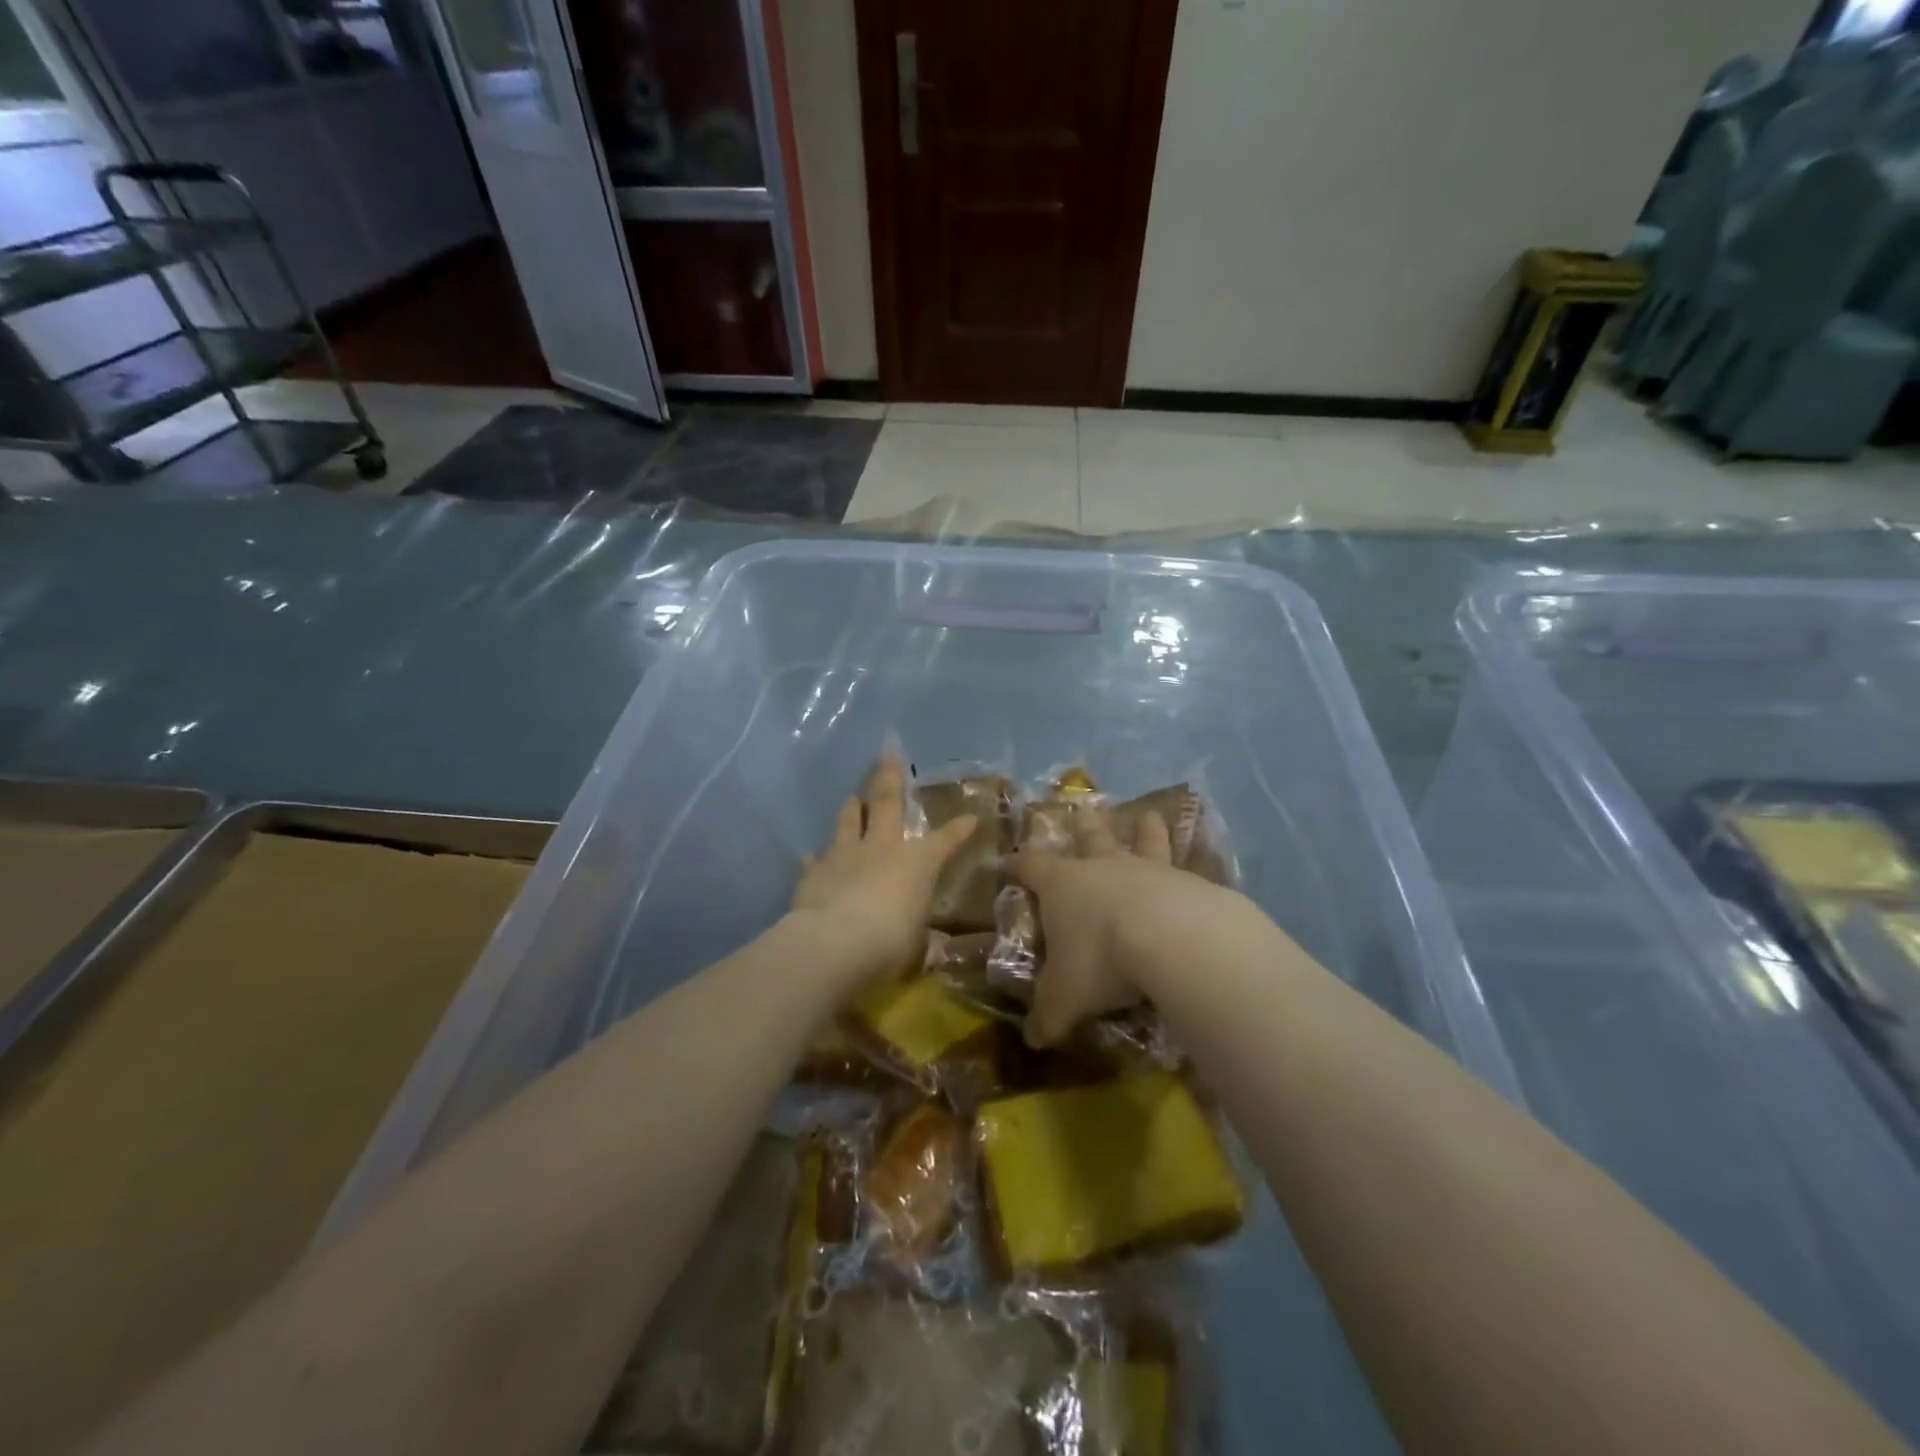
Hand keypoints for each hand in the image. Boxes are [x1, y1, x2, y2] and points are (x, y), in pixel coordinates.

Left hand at [792, 756, 975, 987]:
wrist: (834, 943)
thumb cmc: (889, 942)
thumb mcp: (915, 945)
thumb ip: (922, 939)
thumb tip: (932, 947)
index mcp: (917, 863)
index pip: (944, 841)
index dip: (958, 830)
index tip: (970, 817)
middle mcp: (882, 848)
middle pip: (886, 804)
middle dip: (890, 778)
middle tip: (888, 755)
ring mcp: (846, 855)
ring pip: (848, 821)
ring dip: (851, 808)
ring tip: (852, 796)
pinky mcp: (815, 871)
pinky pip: (816, 859)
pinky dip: (816, 857)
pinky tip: (810, 854)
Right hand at [1008, 803, 1226, 1046]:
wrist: (1172, 937)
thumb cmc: (1101, 958)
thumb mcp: (1064, 996)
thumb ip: (1048, 1015)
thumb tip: (1033, 1040)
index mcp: (1063, 884)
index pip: (1031, 866)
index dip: (1017, 865)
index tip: (1008, 862)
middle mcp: (1102, 867)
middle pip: (1089, 837)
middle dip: (1083, 827)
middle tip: (1083, 811)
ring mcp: (1147, 869)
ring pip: (1142, 840)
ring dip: (1144, 828)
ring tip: (1149, 814)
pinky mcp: (1187, 881)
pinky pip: (1184, 867)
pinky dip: (1185, 865)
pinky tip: (1197, 868)